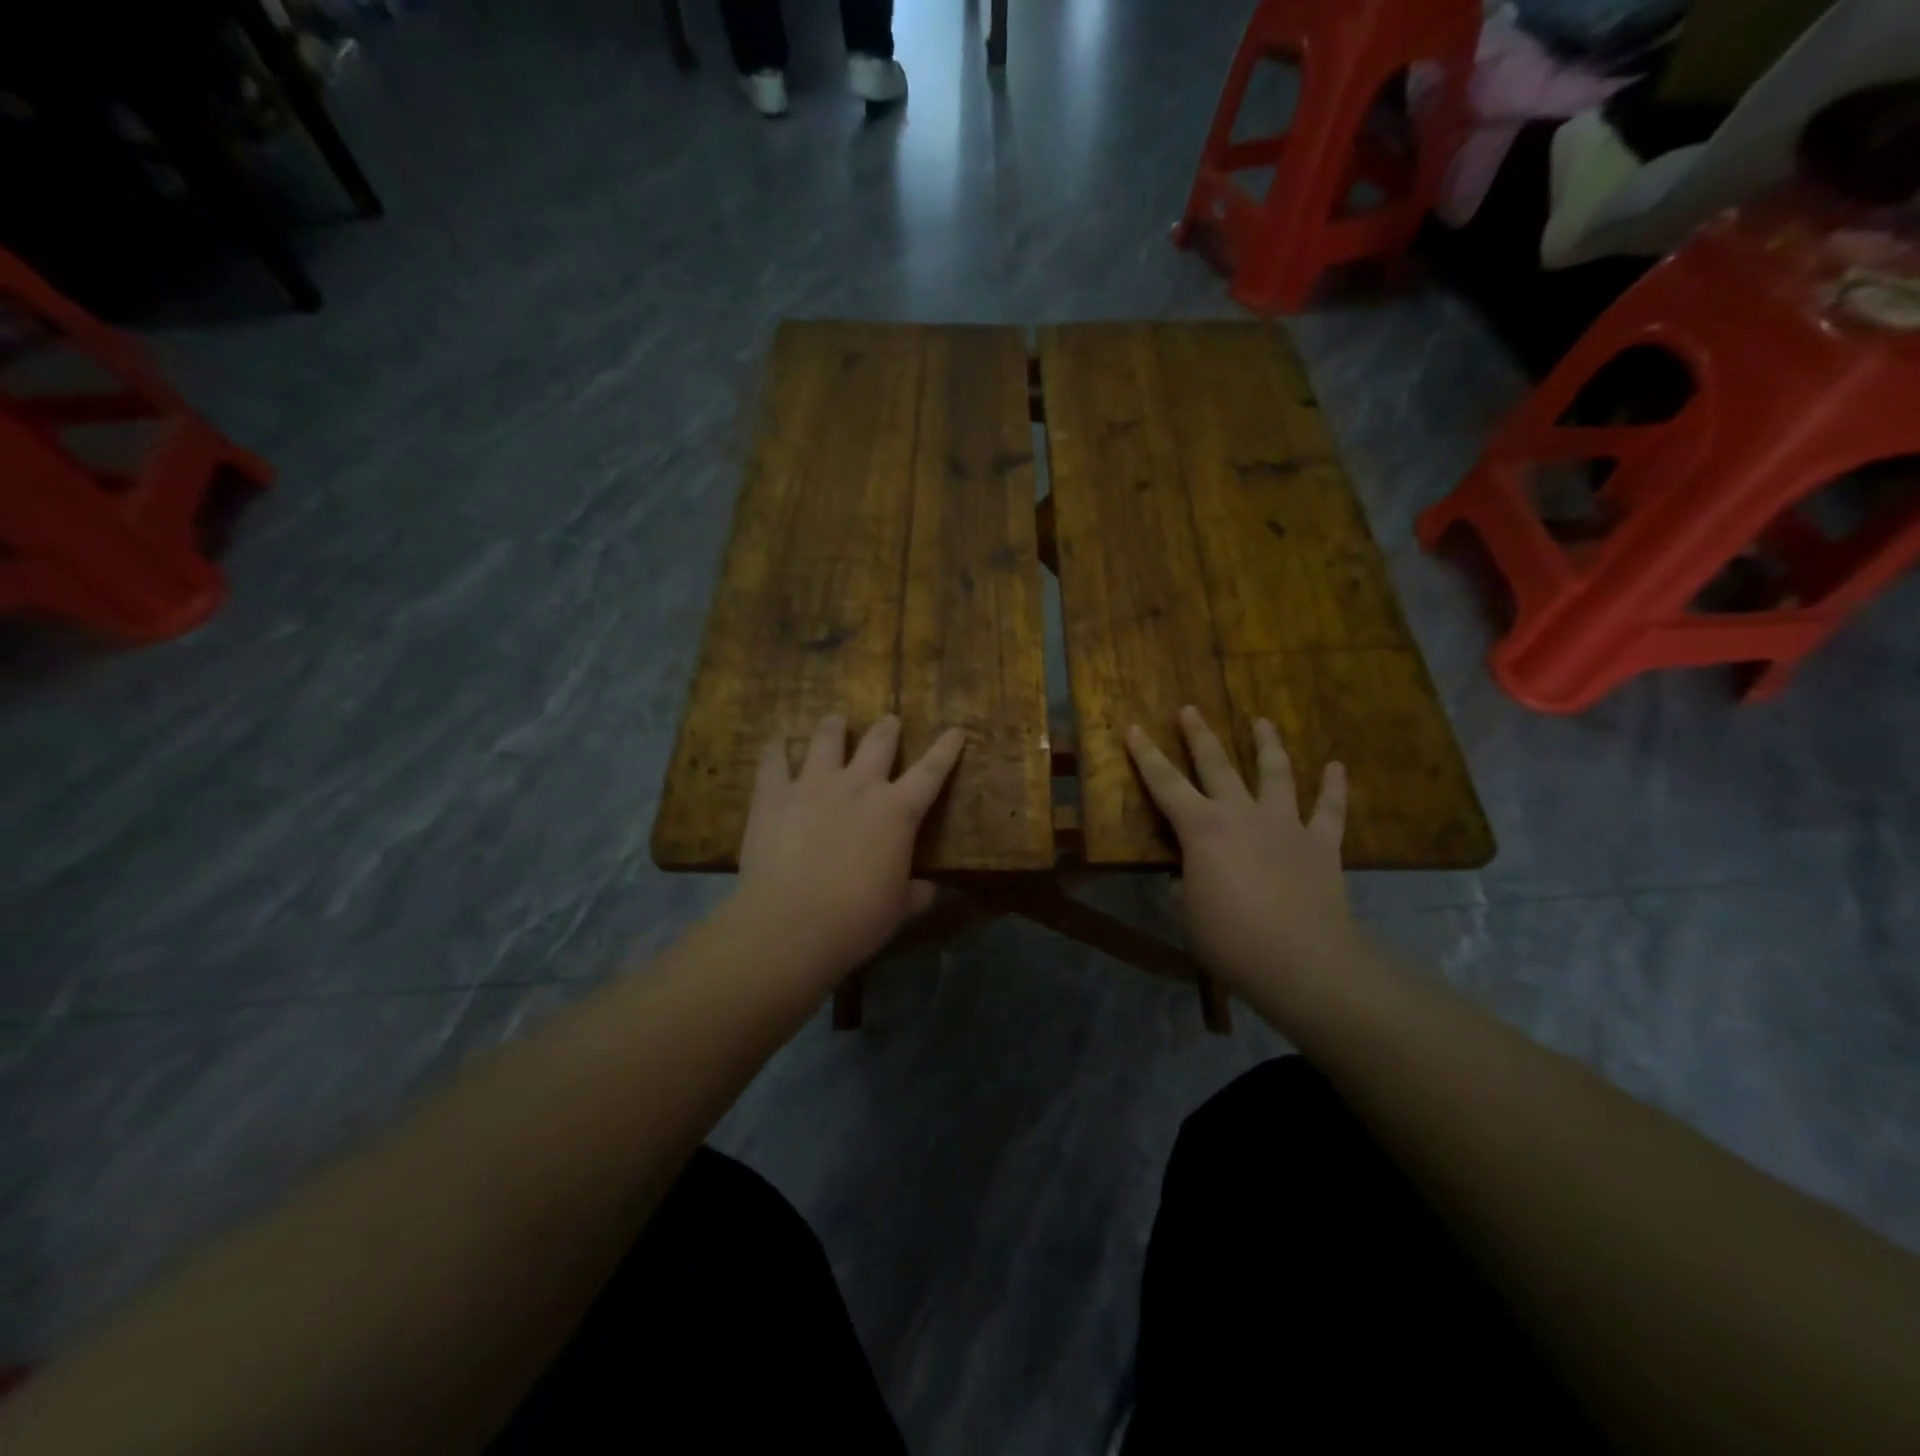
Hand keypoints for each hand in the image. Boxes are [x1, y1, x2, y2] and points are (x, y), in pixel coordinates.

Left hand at [734, 714, 965, 976]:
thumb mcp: (899, 909)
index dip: (946, 750)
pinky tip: (777, 743)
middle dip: (887, 729)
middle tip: (889, 721)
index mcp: (897, 811)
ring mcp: (813, 784)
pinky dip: (777, 750)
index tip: (955, 730)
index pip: (931, 772)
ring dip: (833, 727)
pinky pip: (774, 760)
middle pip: (878, 743)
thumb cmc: (856, 919)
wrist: (791, 923)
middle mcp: (858, 786)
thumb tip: (935, 890)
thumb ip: (918, 893)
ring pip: (826, 739)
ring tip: (834, 721)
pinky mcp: (774, 794)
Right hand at [1127, 707, 1354, 994]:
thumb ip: (1183, 886)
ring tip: (1263, 721)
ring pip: (1275, 773)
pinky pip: (1330, 810)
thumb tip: (1185, 877)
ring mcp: (1285, 824)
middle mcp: (1241, 814)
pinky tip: (1337, 767)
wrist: (1302, 960)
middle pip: (1217, 765)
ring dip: (1268, 745)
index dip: (1146, 756)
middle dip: (1199, 736)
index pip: (1164, 784)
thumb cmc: (1230, 938)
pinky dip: (1334, 788)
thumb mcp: (1186, 913)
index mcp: (1201, 828)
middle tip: (1189, 710)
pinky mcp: (1321, 843)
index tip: (1133, 728)